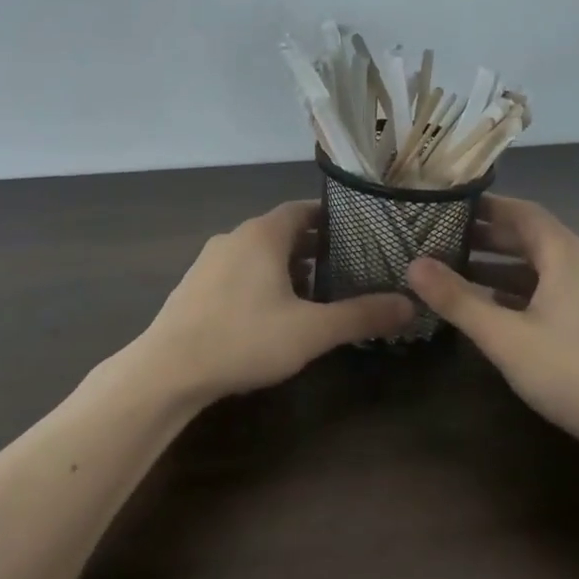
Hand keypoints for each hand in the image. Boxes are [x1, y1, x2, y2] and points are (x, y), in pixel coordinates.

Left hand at [134, 201, 414, 402]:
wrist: (169, 369)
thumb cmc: (244, 339)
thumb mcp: (312, 330)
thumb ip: (361, 315)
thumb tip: (410, 305)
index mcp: (263, 234)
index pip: (304, 209)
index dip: (333, 219)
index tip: (360, 235)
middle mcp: (235, 236)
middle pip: (283, 231)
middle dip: (315, 248)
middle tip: (347, 270)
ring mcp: (210, 260)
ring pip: (259, 253)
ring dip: (288, 267)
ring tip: (315, 296)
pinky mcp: (195, 284)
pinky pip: (239, 271)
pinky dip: (261, 281)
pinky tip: (271, 315)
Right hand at [407, 194, 578, 464]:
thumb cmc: (575, 374)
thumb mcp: (505, 338)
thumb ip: (458, 300)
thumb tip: (413, 264)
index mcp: (567, 257)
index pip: (523, 212)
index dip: (485, 206)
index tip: (447, 206)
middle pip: (533, 238)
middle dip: (488, 237)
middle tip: (443, 240)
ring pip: (543, 269)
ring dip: (502, 268)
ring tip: (460, 275)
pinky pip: (555, 292)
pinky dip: (522, 293)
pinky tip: (498, 314)